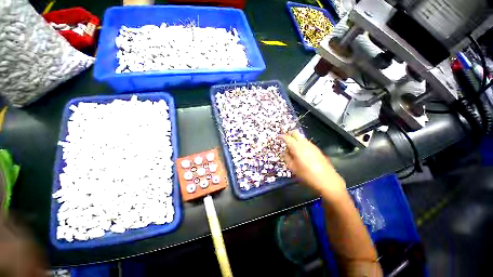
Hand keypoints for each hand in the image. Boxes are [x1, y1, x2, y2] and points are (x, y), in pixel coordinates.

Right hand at [282, 131, 345, 196]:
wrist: (328, 181)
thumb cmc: (307, 175)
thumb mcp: (293, 168)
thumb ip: (287, 157)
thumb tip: (286, 151)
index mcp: (297, 147)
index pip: (287, 138)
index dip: (281, 136)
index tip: (278, 137)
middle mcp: (305, 144)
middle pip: (296, 133)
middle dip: (289, 135)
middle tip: (285, 142)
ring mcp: (312, 146)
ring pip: (301, 138)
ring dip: (296, 140)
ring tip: (293, 150)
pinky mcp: (317, 150)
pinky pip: (306, 143)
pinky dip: (301, 144)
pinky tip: (302, 154)